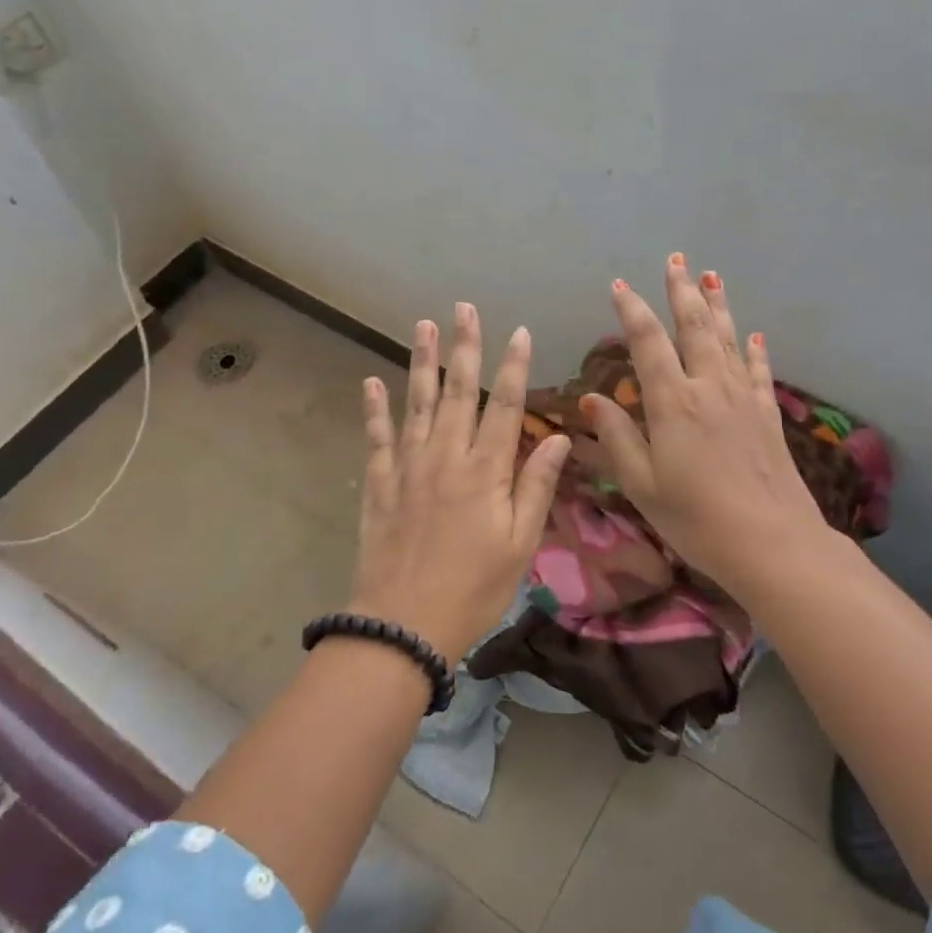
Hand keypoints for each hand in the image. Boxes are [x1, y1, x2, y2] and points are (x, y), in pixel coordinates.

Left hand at [350, 303, 570, 664]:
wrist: (405, 623)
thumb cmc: (474, 588)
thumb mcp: (520, 544)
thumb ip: (536, 486)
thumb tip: (561, 437)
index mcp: (485, 471)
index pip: (504, 406)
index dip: (514, 367)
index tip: (519, 332)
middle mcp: (445, 457)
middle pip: (457, 391)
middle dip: (465, 347)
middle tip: (463, 308)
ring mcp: (408, 467)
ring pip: (416, 402)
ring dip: (421, 361)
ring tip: (423, 326)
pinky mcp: (380, 484)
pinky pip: (377, 437)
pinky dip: (374, 409)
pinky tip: (371, 382)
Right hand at [583, 255, 831, 593]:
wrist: (771, 542)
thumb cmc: (695, 518)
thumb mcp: (641, 484)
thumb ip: (618, 437)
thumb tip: (594, 399)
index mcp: (673, 402)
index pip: (648, 342)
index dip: (632, 310)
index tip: (619, 285)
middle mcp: (709, 388)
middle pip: (694, 327)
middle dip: (682, 291)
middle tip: (676, 260)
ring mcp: (743, 399)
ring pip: (728, 340)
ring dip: (718, 306)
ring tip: (712, 276)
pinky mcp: (767, 416)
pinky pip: (759, 371)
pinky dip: (754, 349)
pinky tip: (754, 334)